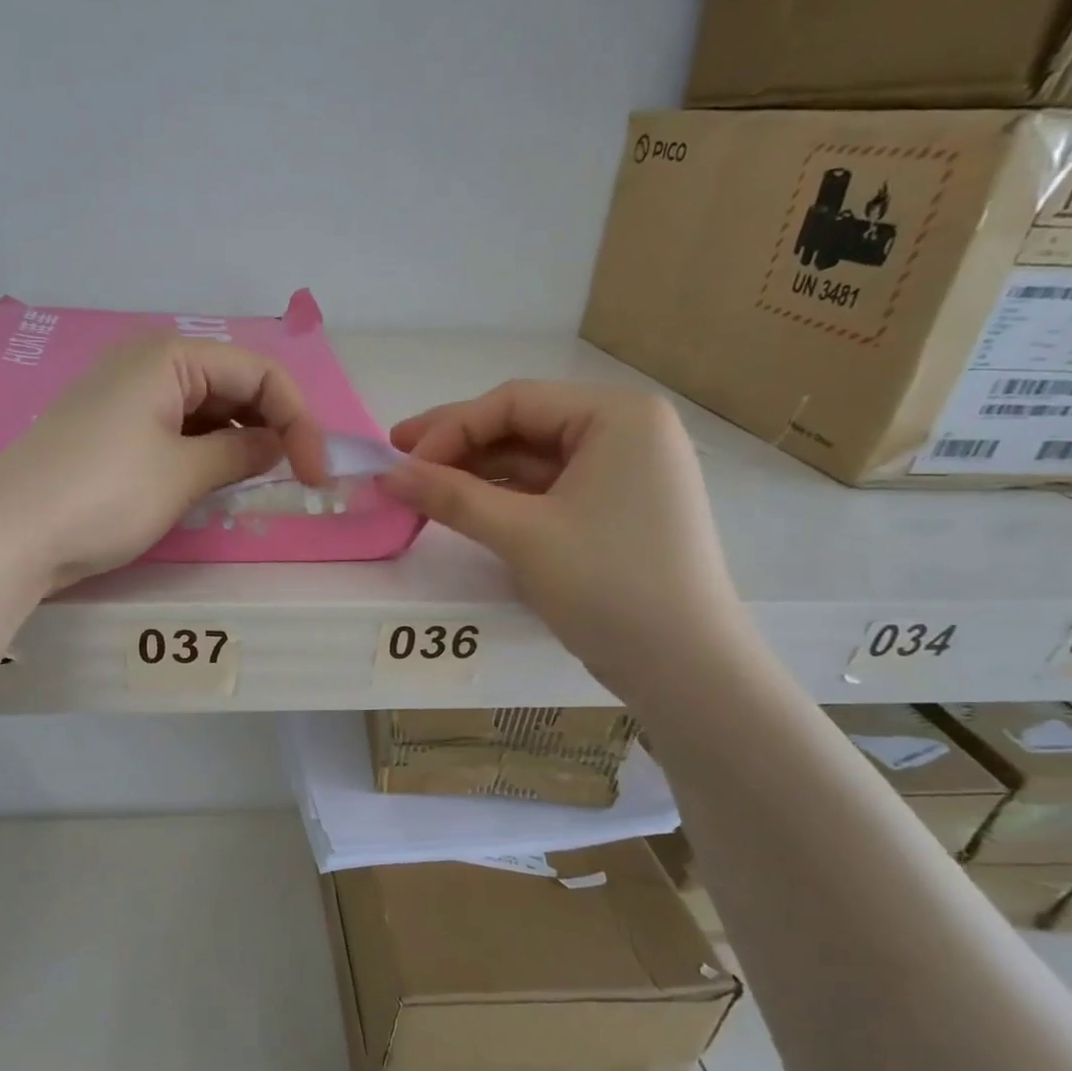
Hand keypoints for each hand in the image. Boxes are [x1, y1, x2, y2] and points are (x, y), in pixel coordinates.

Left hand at [0, 336, 328, 588]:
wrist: (7, 535)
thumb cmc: (103, 494)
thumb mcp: (184, 474)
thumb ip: (241, 455)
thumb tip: (275, 446)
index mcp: (169, 356)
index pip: (259, 372)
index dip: (298, 420)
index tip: (316, 474)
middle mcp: (147, 364)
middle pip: (232, 386)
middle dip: (270, 428)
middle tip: (294, 480)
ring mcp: (124, 398)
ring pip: (204, 411)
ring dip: (237, 444)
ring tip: (256, 485)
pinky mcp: (110, 432)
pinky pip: (174, 431)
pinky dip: (203, 454)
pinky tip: (214, 483)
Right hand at [378, 381, 745, 691]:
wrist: (684, 668)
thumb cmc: (609, 584)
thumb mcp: (523, 535)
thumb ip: (451, 497)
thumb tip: (386, 475)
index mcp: (618, 415)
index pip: (514, 402)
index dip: (449, 428)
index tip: (399, 462)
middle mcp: (626, 431)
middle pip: (522, 425)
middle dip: (458, 446)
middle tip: (397, 461)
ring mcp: (623, 472)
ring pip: (531, 459)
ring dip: (475, 473)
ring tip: (421, 490)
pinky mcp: (614, 509)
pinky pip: (546, 489)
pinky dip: (502, 497)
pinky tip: (464, 508)